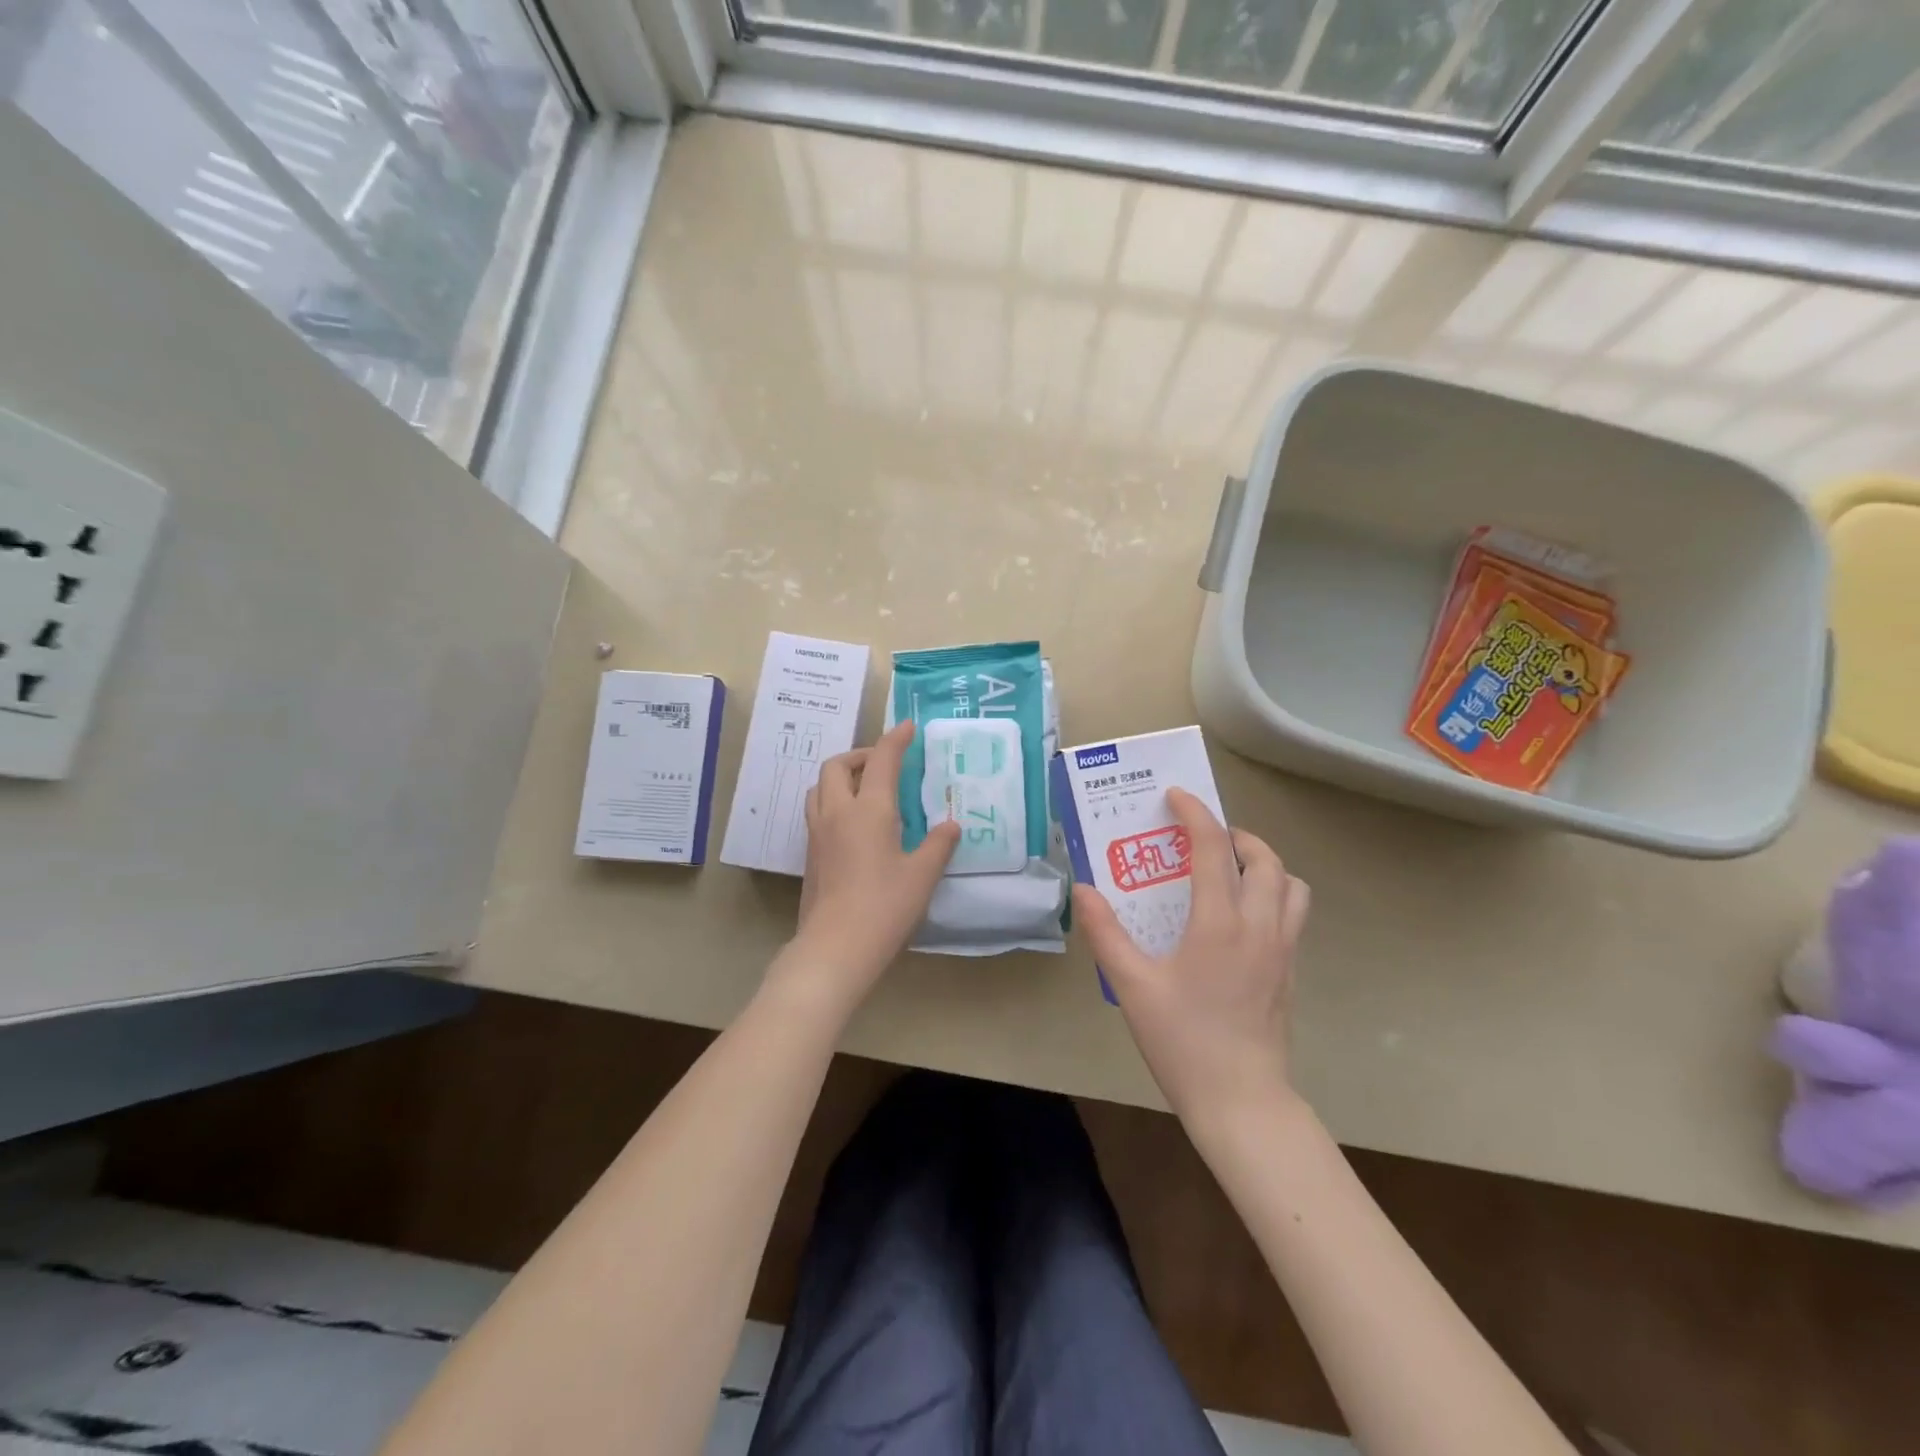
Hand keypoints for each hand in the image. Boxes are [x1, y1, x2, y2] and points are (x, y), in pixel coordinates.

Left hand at [779, 719, 959, 1010]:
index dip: (895, 739)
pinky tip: (853, 822)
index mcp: (869, 809)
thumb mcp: (922, 875)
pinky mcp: (810, 853)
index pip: (881, 760)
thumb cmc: (885, 907)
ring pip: (820, 786)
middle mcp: (837, 812)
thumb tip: (951, 825)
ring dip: (840, 775)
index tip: (908, 727)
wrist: (835, 947)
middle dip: (860, 754)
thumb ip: (938, 844)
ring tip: (864, 788)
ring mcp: (818, 833)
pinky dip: (833, 799)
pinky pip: (817, 810)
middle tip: (883, 764)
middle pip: (837, 765)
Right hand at [1073, 789, 1309, 1123]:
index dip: (1196, 814)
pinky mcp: (1290, 973)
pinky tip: (1240, 918)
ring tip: (1231, 871)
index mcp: (1220, 923)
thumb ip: (1105, 933)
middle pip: (1266, 860)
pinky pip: (1293, 915)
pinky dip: (1274, 895)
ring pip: (1292, 886)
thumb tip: (1083, 889)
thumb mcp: (1133, 986)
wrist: (1241, 1102)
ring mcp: (1283, 951)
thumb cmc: (1183, 1040)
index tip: (1177, 796)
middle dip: (1237, 835)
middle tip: (1204, 839)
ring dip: (1266, 865)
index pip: (1214, 848)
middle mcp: (1260, 927)